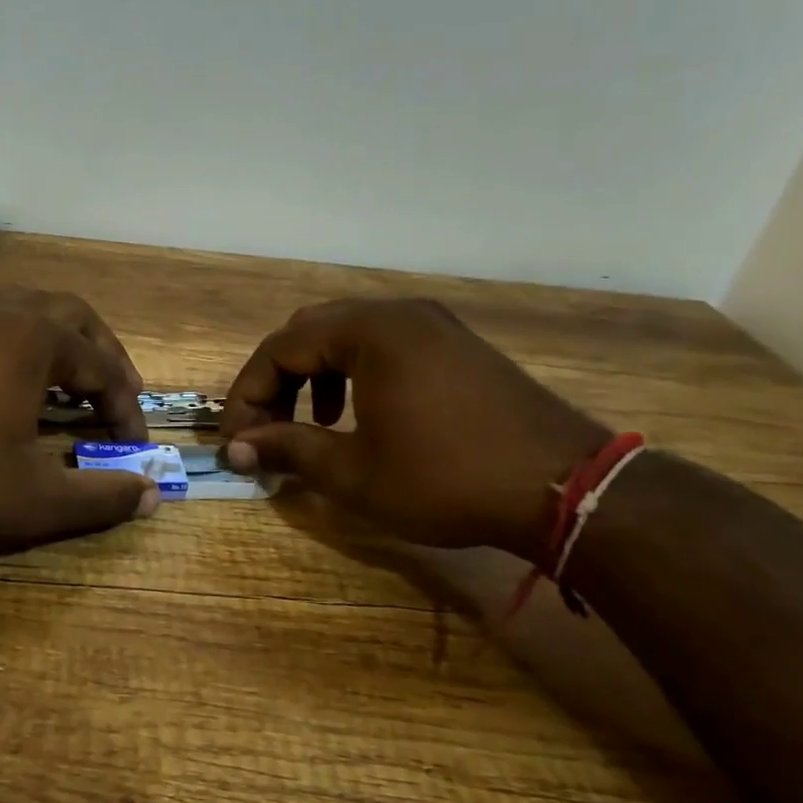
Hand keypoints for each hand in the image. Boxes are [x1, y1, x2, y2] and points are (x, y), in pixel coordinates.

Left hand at [0, 289, 155, 551]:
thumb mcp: (32, 501)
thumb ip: (99, 498)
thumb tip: (152, 495)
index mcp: (35, 340)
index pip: (103, 368)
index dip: (126, 410)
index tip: (133, 449)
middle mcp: (1, 315)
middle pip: (72, 316)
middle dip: (103, 354)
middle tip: (115, 394)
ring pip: (28, 313)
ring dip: (59, 344)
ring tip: (69, 385)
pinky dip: (20, 349)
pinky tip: (8, 388)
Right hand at [221, 299, 608, 556]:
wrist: (567, 489)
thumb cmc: (446, 479)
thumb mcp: (354, 472)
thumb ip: (287, 449)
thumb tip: (235, 449)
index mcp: (369, 332)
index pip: (280, 348)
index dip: (248, 395)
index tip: (236, 441)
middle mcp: (398, 313)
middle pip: (309, 332)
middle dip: (278, 381)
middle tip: (266, 429)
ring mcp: (433, 325)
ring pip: (346, 336)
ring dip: (314, 376)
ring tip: (311, 424)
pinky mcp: (456, 345)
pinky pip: (384, 345)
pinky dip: (354, 374)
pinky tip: (361, 415)